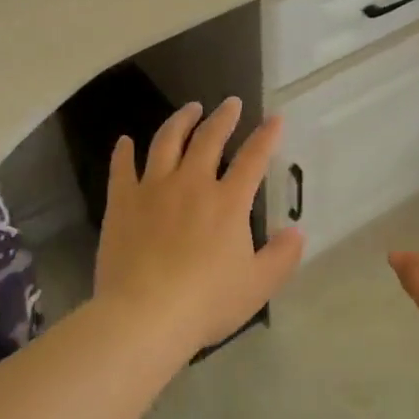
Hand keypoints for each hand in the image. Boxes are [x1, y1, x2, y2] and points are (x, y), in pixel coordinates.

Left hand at [94, 97, 306, 359]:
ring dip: (180, 121)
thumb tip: (297, 232)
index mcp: (228, 201)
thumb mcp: (258, 285)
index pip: (253, 158)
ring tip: (190, 109)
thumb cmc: (207, 301)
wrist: (145, 314)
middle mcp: (192, 184)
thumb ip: (282, 256)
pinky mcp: (122, 203)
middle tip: (230, 103)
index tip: (275, 118)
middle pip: (209, 139)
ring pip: (167, 142)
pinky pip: (122, 169)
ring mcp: (153, 189)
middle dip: (223, 117)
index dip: (266, 136)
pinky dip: (124, 152)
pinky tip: (126, 142)